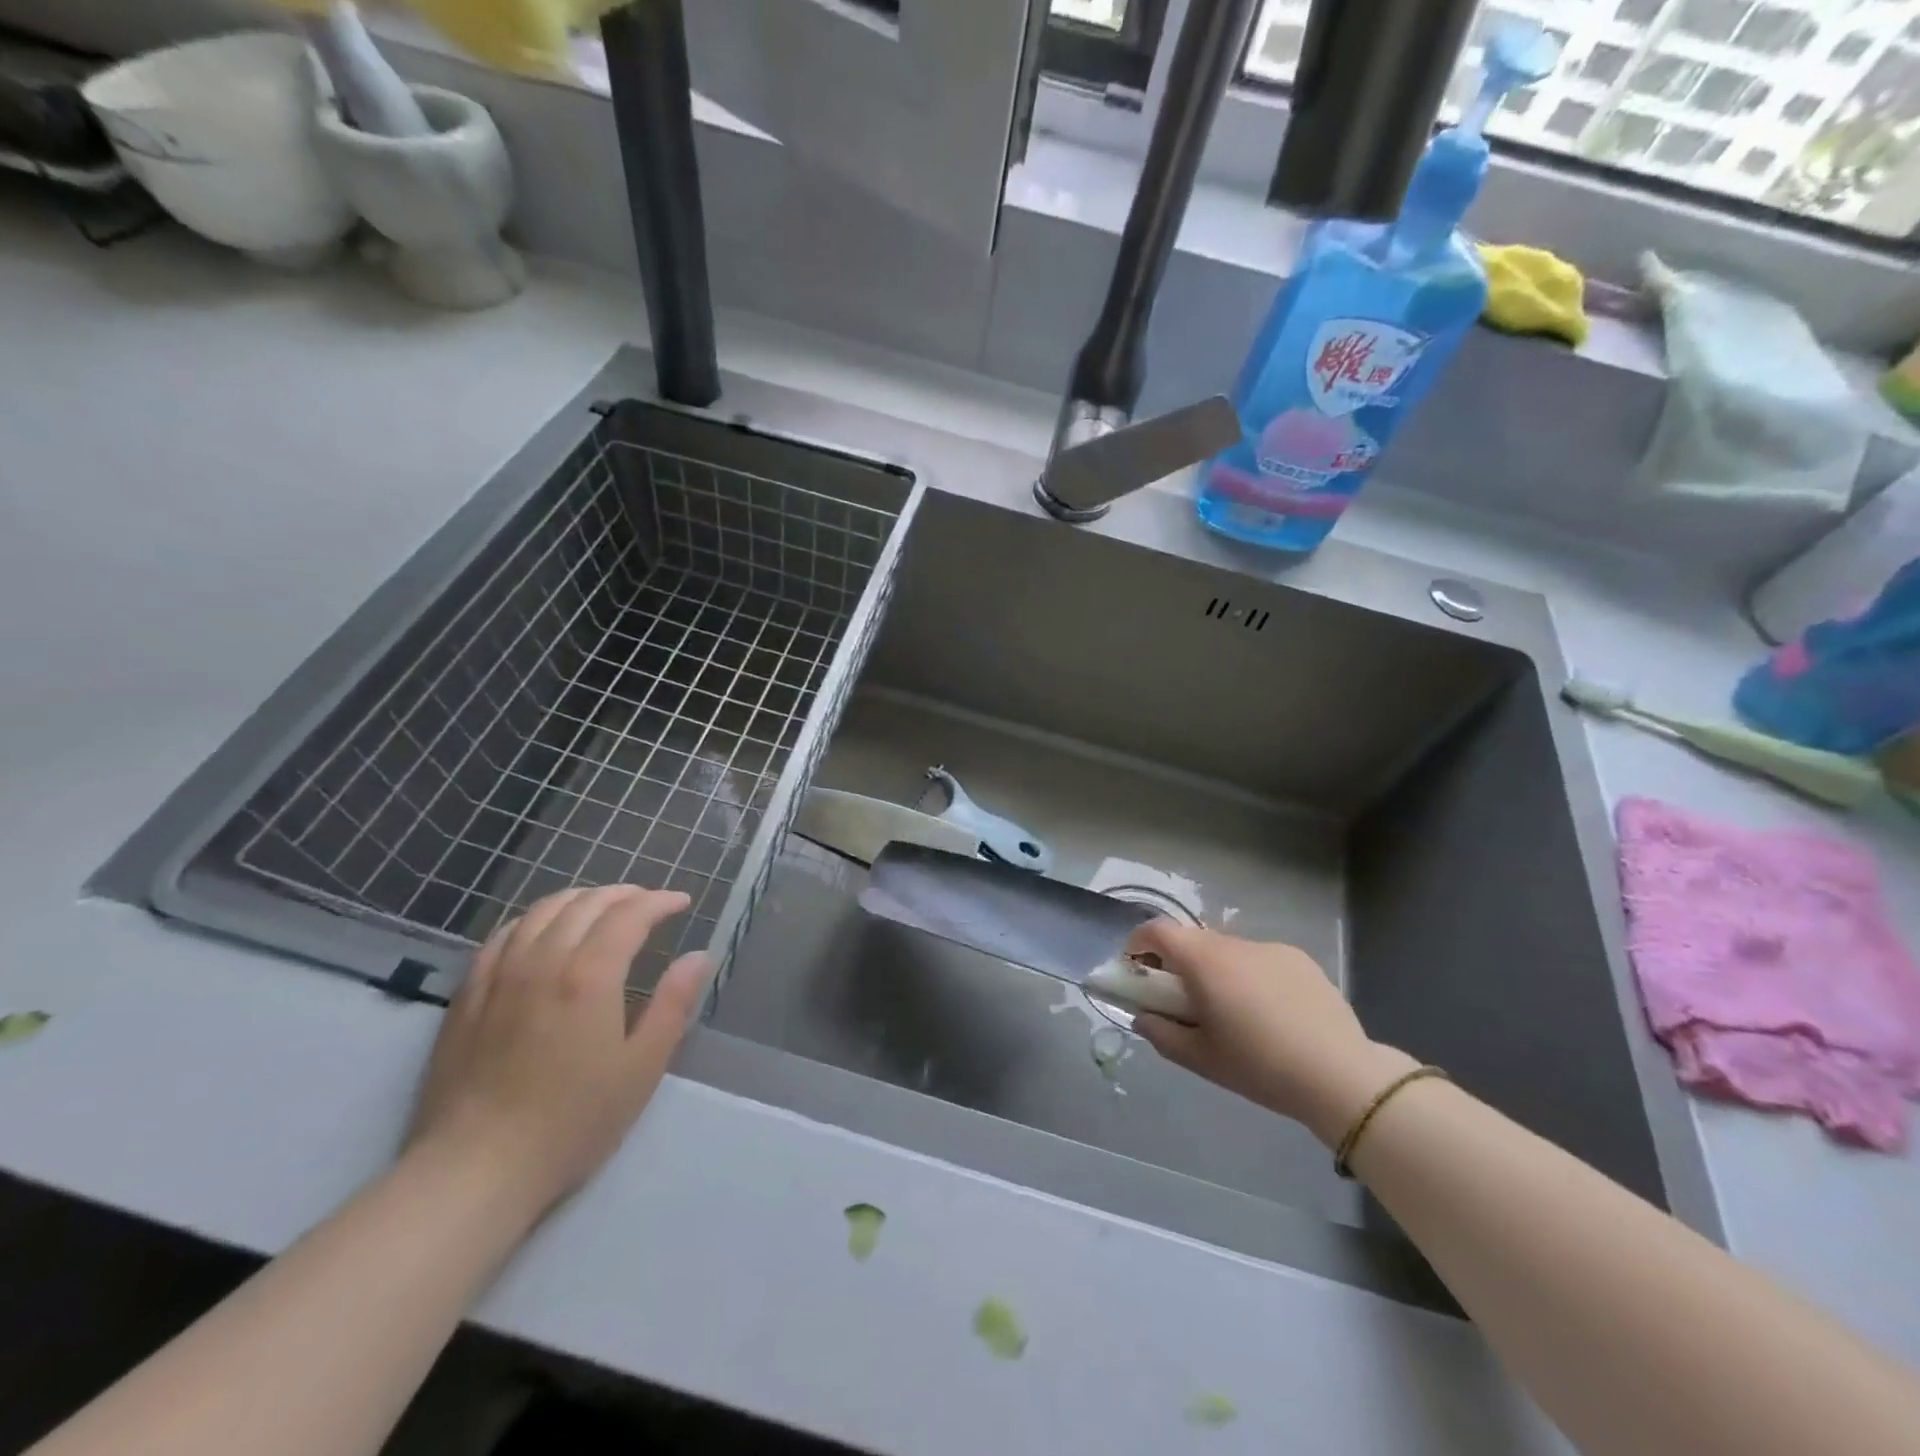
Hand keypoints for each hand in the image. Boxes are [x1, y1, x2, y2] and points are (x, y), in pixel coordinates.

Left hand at [406, 885, 712, 1221]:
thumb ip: (673, 1004)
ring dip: (579, 899)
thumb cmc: (572, 1121)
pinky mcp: (467, 996)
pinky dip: (533, 919)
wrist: (474, 1169)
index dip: (659, 901)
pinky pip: (502, 935)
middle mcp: (543, 961)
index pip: (629, 915)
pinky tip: (541, 931)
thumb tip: (698, 957)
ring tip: (601, 907)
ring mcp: (499, 975)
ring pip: (541, 911)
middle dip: (624, 895)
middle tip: (648, 903)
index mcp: (590, 975)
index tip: (681, 903)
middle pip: (586, 904)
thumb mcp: (641, 1067)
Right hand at [1126, 920, 1416, 1146]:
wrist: (1339, 1074)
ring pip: (1227, 950)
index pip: (1157, 930)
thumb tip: (1142, 1016)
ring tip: (1232, 1013)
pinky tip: (1270, 1014)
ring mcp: (1270, 948)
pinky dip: (1250, 976)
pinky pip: (1259, 960)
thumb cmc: (1259, 1065)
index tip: (1136, 971)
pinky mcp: (1299, 959)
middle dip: (1177, 963)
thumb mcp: (1200, 1058)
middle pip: (1192, 940)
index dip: (1138, 944)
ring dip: (1215, 970)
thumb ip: (1161, 1033)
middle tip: (1182, 1001)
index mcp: (1203, 961)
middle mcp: (1234, 943)